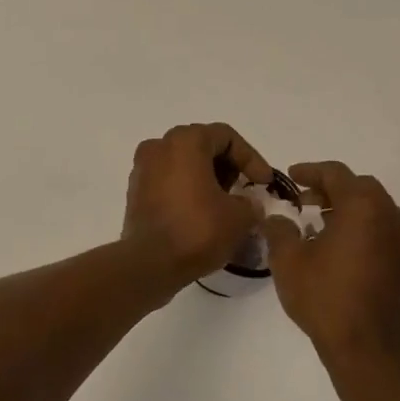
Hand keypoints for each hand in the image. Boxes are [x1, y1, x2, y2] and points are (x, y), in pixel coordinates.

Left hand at [122, 123, 273, 288]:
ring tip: (226, 205)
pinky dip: (187, 191)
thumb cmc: (197, 230)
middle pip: (203, 146)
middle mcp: (159, 146)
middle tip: (245, 191)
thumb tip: (249, 205)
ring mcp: (142, 169)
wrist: (149, 264)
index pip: (226, 137)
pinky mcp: (135, 192)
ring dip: (207, 179)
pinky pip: (168, 181)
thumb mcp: (240, 216)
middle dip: (228, 167)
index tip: (264, 183)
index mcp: (185, 141)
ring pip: (183, 164)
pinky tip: (203, 214)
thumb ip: (251, 203)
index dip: (251, 158)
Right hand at [264, 161, 399, 365]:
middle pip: (359, 188)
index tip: (291, 177)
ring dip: (348, 209)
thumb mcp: (288, 260)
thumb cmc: (325, 297)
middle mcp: (391, 216)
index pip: (335, 174)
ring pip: (375, 209)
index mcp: (363, 206)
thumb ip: (280, 230)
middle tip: (304, 201)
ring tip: (320, 224)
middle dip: (330, 189)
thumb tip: (278, 218)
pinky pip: (384, 231)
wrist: (367, 348)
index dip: (310, 171)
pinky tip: (341, 248)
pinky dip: (363, 228)